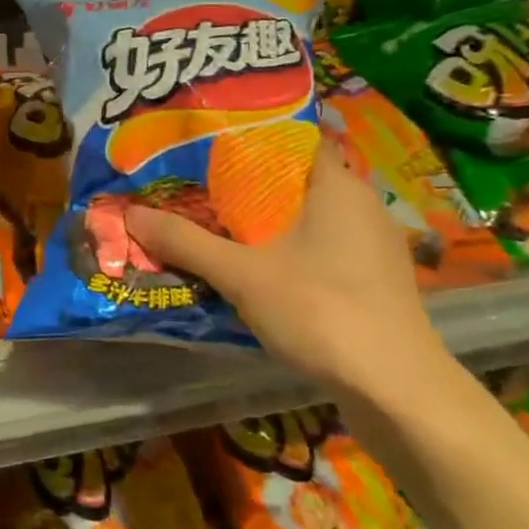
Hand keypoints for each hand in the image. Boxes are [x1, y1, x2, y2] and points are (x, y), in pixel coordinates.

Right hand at [122, 138, 449, 397]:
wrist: (397, 391)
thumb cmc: (321, 310)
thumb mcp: (240, 274)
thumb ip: (185, 241)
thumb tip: (131, 212)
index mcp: (336, 185)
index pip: (290, 138)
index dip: (246, 137)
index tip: (203, 145)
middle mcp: (360, 205)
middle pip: (292, 179)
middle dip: (243, 184)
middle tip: (193, 186)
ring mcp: (371, 245)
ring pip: (305, 217)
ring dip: (263, 221)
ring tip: (213, 224)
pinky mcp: (372, 281)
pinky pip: (319, 247)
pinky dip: (284, 249)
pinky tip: (254, 268)